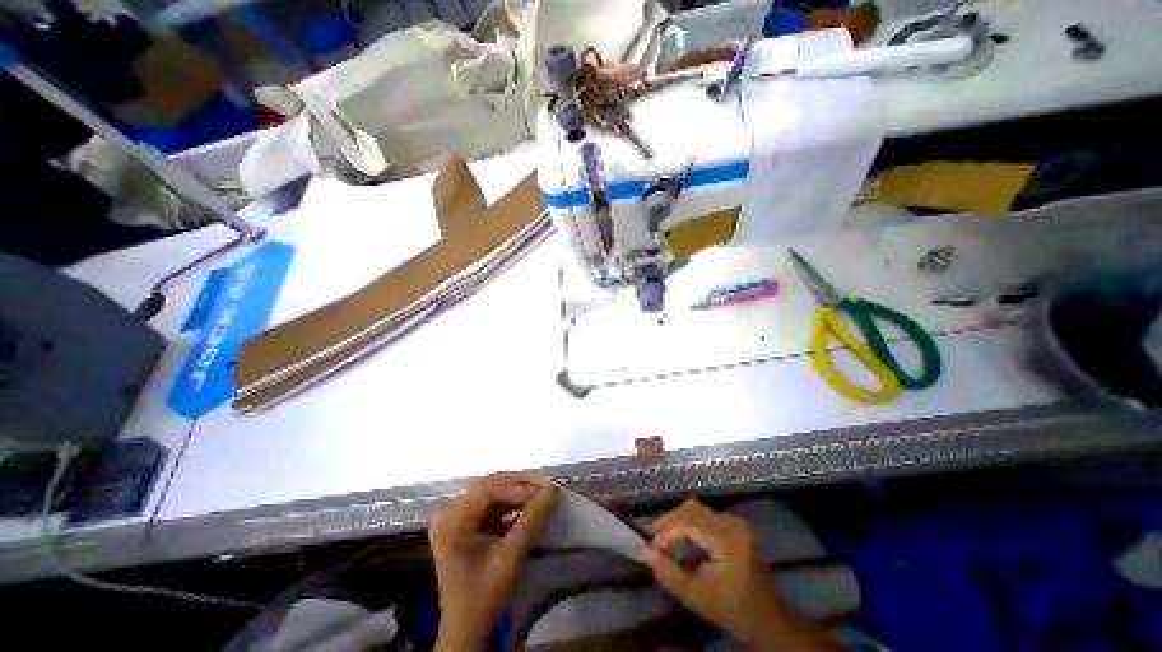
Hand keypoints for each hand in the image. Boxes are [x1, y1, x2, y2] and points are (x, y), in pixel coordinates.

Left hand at [428, 472, 554, 649]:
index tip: (544, 489)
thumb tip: (552, 489)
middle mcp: (451, 513)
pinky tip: (528, 501)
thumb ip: (531, 519)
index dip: (517, 488)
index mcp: (452, 522)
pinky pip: (492, 502)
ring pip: (492, 491)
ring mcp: (458, 518)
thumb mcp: (510, 557)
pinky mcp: (468, 523)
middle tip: (544, 483)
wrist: (469, 630)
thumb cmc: (486, 595)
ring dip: (516, 489)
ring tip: (540, 489)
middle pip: (488, 486)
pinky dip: (512, 500)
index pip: (487, 491)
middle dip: (518, 484)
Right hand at [644, 502, 834, 648]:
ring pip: (695, 509)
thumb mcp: (698, 598)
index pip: (689, 523)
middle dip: (669, 522)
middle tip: (653, 539)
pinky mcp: (732, 524)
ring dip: (677, 521)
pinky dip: (687, 523)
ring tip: (663, 538)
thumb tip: (648, 553)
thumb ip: (670, 574)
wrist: (769, 621)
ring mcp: (734, 521)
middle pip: (691, 510)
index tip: (651, 547)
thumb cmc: (733, 611)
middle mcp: (732, 523)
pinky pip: (703, 515)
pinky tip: (679, 538)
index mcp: (728, 540)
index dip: (667, 532)